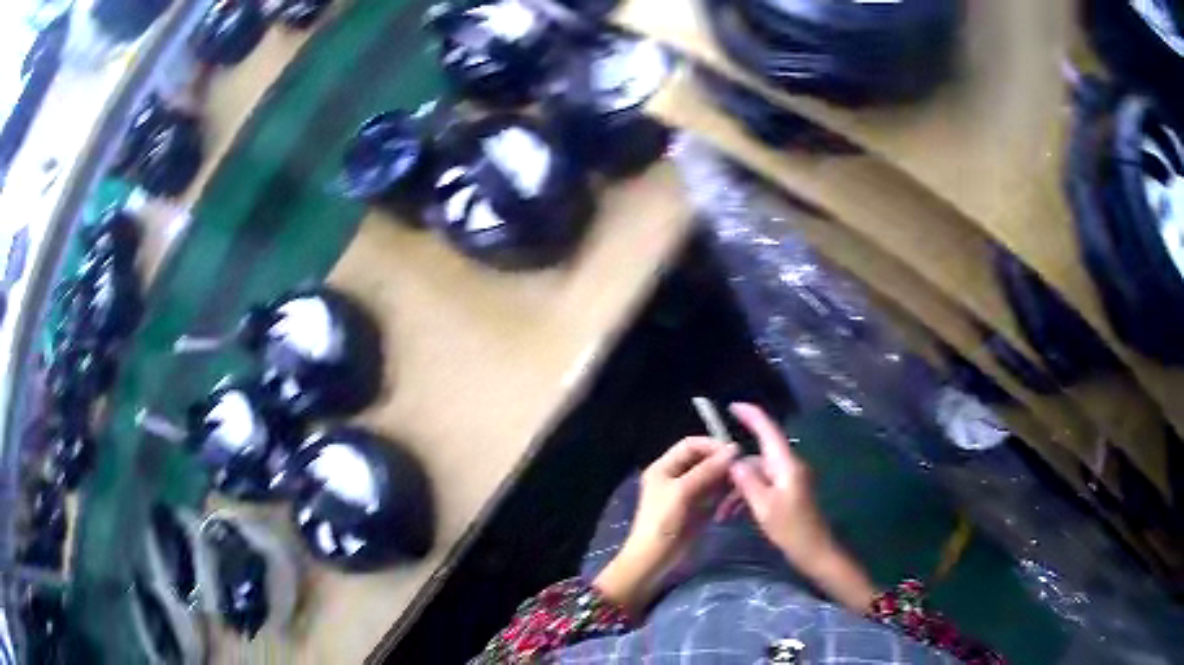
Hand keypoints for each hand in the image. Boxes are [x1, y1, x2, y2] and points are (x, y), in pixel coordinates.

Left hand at [595, 437, 737, 612]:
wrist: (654, 559)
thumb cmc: (662, 522)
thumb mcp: (682, 492)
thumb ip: (707, 470)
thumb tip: (734, 449)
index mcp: (664, 467)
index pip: (691, 445)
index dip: (712, 445)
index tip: (735, 452)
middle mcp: (676, 476)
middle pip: (704, 460)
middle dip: (722, 463)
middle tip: (743, 470)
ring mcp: (688, 493)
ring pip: (713, 477)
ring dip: (727, 479)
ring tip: (742, 485)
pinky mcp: (699, 509)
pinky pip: (716, 494)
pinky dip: (726, 494)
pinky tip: (737, 499)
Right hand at [727, 403, 829, 563]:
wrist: (814, 551)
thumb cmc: (791, 528)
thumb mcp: (764, 506)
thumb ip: (748, 481)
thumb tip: (733, 461)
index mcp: (786, 464)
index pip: (768, 430)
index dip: (751, 415)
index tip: (732, 406)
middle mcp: (788, 466)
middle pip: (757, 457)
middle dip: (734, 469)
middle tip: (711, 484)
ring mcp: (789, 480)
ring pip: (757, 474)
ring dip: (738, 489)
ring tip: (720, 511)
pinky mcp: (788, 493)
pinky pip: (763, 486)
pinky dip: (747, 496)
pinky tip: (732, 514)